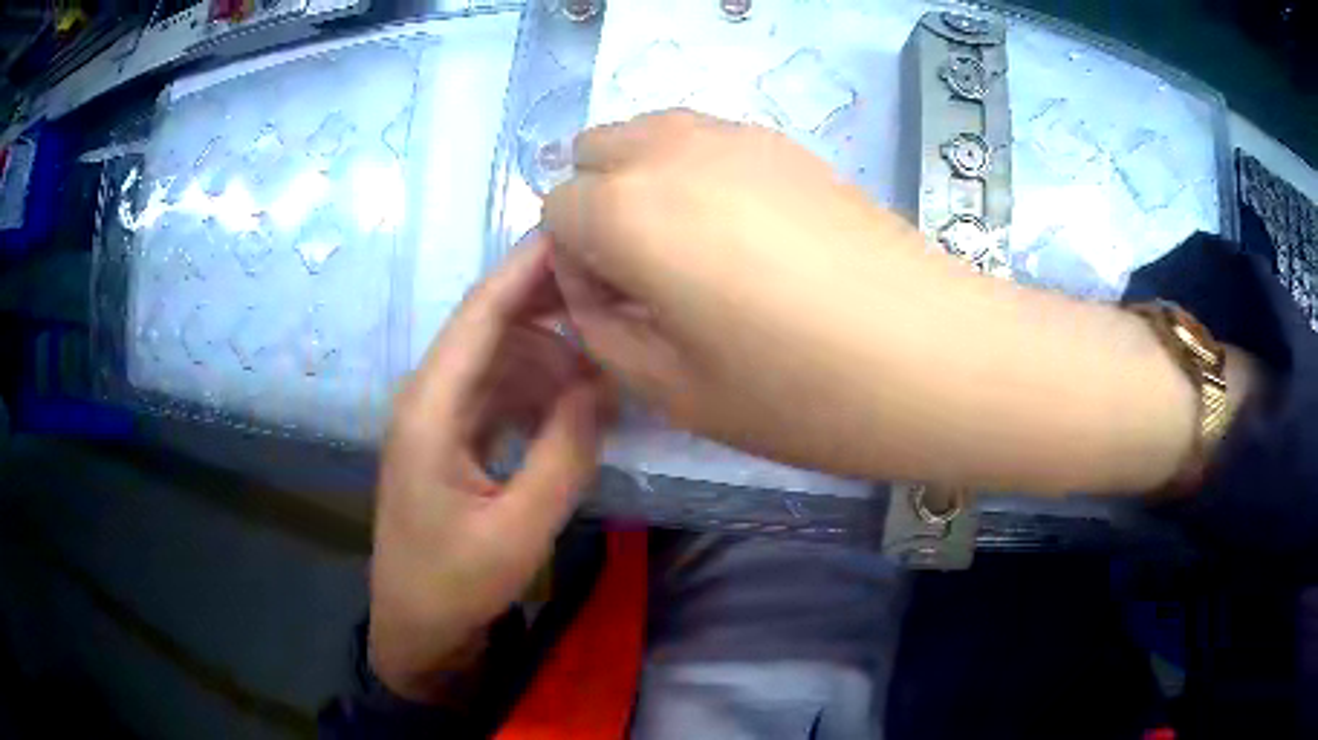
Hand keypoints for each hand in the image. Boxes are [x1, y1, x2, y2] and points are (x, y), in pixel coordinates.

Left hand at [369, 235, 614, 703]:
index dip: (528, 268)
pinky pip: (500, 392)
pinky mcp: (451, 438)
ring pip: (500, 358)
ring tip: (610, 362)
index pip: (481, 313)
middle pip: (491, 326)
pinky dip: (540, 388)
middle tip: (619, 295)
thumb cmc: (456, 584)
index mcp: (430, 408)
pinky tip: (577, 402)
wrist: (416, 627)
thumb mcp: (519, 527)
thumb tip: (604, 383)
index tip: (578, 230)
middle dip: (552, 305)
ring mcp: (438, 417)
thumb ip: (565, 451)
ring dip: (552, 354)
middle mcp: (428, 396)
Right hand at [543, 110, 956, 476]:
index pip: (555, 212)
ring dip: (645, 184)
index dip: (576, 265)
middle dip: (599, 206)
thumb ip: (601, 329)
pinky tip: (752, 236)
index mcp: (628, 209)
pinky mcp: (789, 143)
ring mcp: (737, 135)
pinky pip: (707, 140)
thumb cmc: (800, 392)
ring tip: (699, 255)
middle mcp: (672, 149)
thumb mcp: (670, 388)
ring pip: (650, 135)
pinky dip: (698, 174)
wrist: (934, 357)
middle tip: (650, 275)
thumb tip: (590, 287)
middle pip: (594, 151)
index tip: (623, 311)